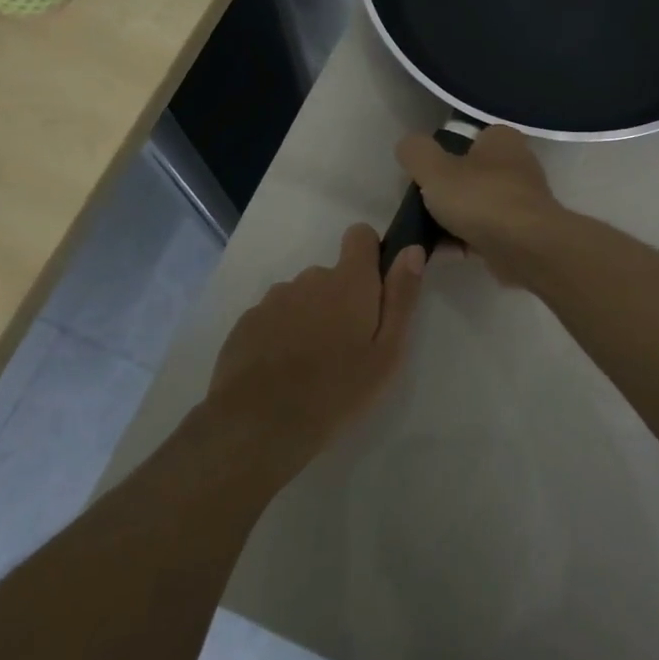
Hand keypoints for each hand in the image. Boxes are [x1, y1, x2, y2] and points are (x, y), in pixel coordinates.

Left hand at [203, 224, 424, 482]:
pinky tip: (281, 372)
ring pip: (301, 298)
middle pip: (330, 275)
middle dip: (340, 300)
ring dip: (309, 318)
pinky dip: (280, 335)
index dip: (369, 254)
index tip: (373, 288)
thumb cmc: (337, 390)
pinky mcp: (246, 322)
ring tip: (310, 365)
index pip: (360, 235)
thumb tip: (412, 249)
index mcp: (349, 282)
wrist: (260, 423)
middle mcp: (310, 279)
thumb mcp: (387, 352)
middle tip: (345, 347)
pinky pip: (273, 318)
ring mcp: (274, 299)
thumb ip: (401, 297)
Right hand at [396, 126, 564, 285]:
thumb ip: (416, 152)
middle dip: (444, 194)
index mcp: (501, 140)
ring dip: (450, 222)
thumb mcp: (434, 169)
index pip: (466, 139)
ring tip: (424, 237)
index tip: (423, 177)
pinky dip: (463, 242)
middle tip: (420, 208)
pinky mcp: (521, 234)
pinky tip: (442, 254)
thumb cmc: (481, 199)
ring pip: (475, 208)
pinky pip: (484, 234)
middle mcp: (516, 166)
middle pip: (468, 176)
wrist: (527, 248)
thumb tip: (408, 146)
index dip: (441, 155)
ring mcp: (521, 202)